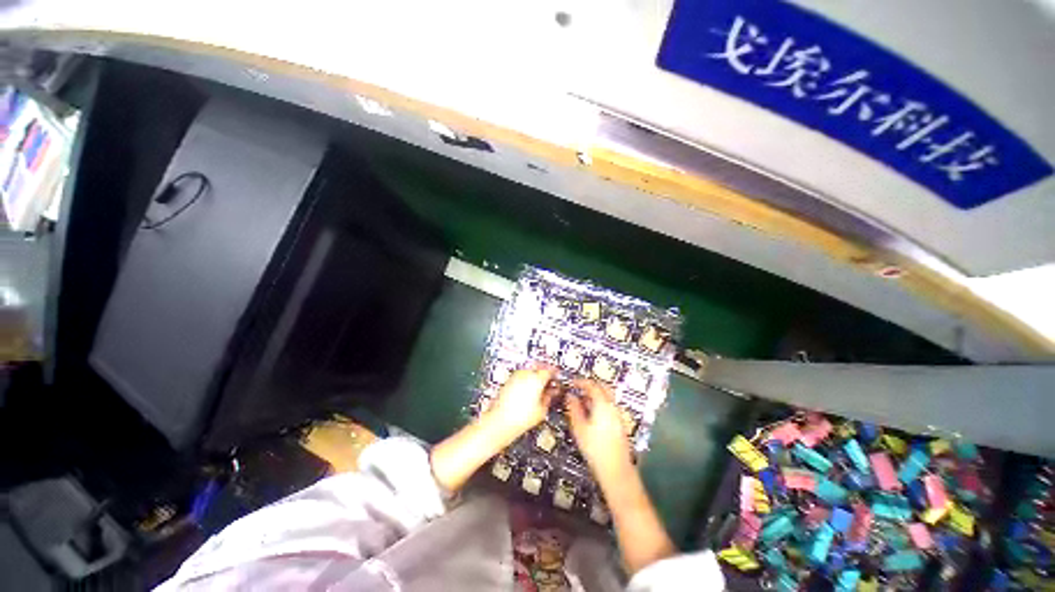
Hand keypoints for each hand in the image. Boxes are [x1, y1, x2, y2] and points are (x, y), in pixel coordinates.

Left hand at [487, 367, 555, 440]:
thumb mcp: (542, 410)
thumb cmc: (519, 418)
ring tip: (539, 386)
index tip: (557, 377)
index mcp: (536, 378)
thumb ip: (549, 397)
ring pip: (529, 370)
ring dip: (535, 374)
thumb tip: (551, 393)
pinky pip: (521, 375)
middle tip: (550, 379)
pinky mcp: (508, 381)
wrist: (499, 422)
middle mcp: (525, 374)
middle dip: (545, 371)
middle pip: (538, 366)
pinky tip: (529, 389)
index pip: (549, 370)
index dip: (555, 374)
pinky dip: (526, 379)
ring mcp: (515, 376)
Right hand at [565, 379, 633, 484]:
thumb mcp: (579, 427)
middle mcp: (612, 406)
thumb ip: (574, 409)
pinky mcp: (619, 424)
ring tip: (582, 401)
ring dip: (595, 395)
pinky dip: (600, 404)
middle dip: (590, 385)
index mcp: (603, 404)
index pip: (592, 385)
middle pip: (603, 387)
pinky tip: (591, 414)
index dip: (581, 382)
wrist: (616, 470)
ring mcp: (618, 415)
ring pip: (607, 397)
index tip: (572, 383)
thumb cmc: (595, 449)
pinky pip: (609, 406)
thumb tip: (569, 396)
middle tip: (578, 388)